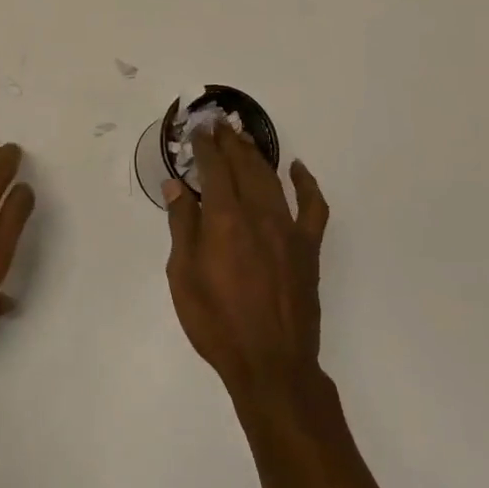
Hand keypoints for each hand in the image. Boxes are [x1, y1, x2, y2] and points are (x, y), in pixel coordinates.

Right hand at [165, 121, 329, 399]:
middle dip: (229, 141)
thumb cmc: (216, 322)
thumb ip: (182, 226)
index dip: (204, 146)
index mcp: (224, 220)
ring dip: (256, 155)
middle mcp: (258, 214)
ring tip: (243, 138)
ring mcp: (288, 229)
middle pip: (243, 166)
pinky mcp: (308, 248)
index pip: (214, 169)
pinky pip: (313, 207)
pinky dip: (306, 184)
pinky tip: (297, 169)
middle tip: (218, 124)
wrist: (270, 363)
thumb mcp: (183, 275)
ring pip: (271, 179)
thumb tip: (176, 186)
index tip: (196, 129)